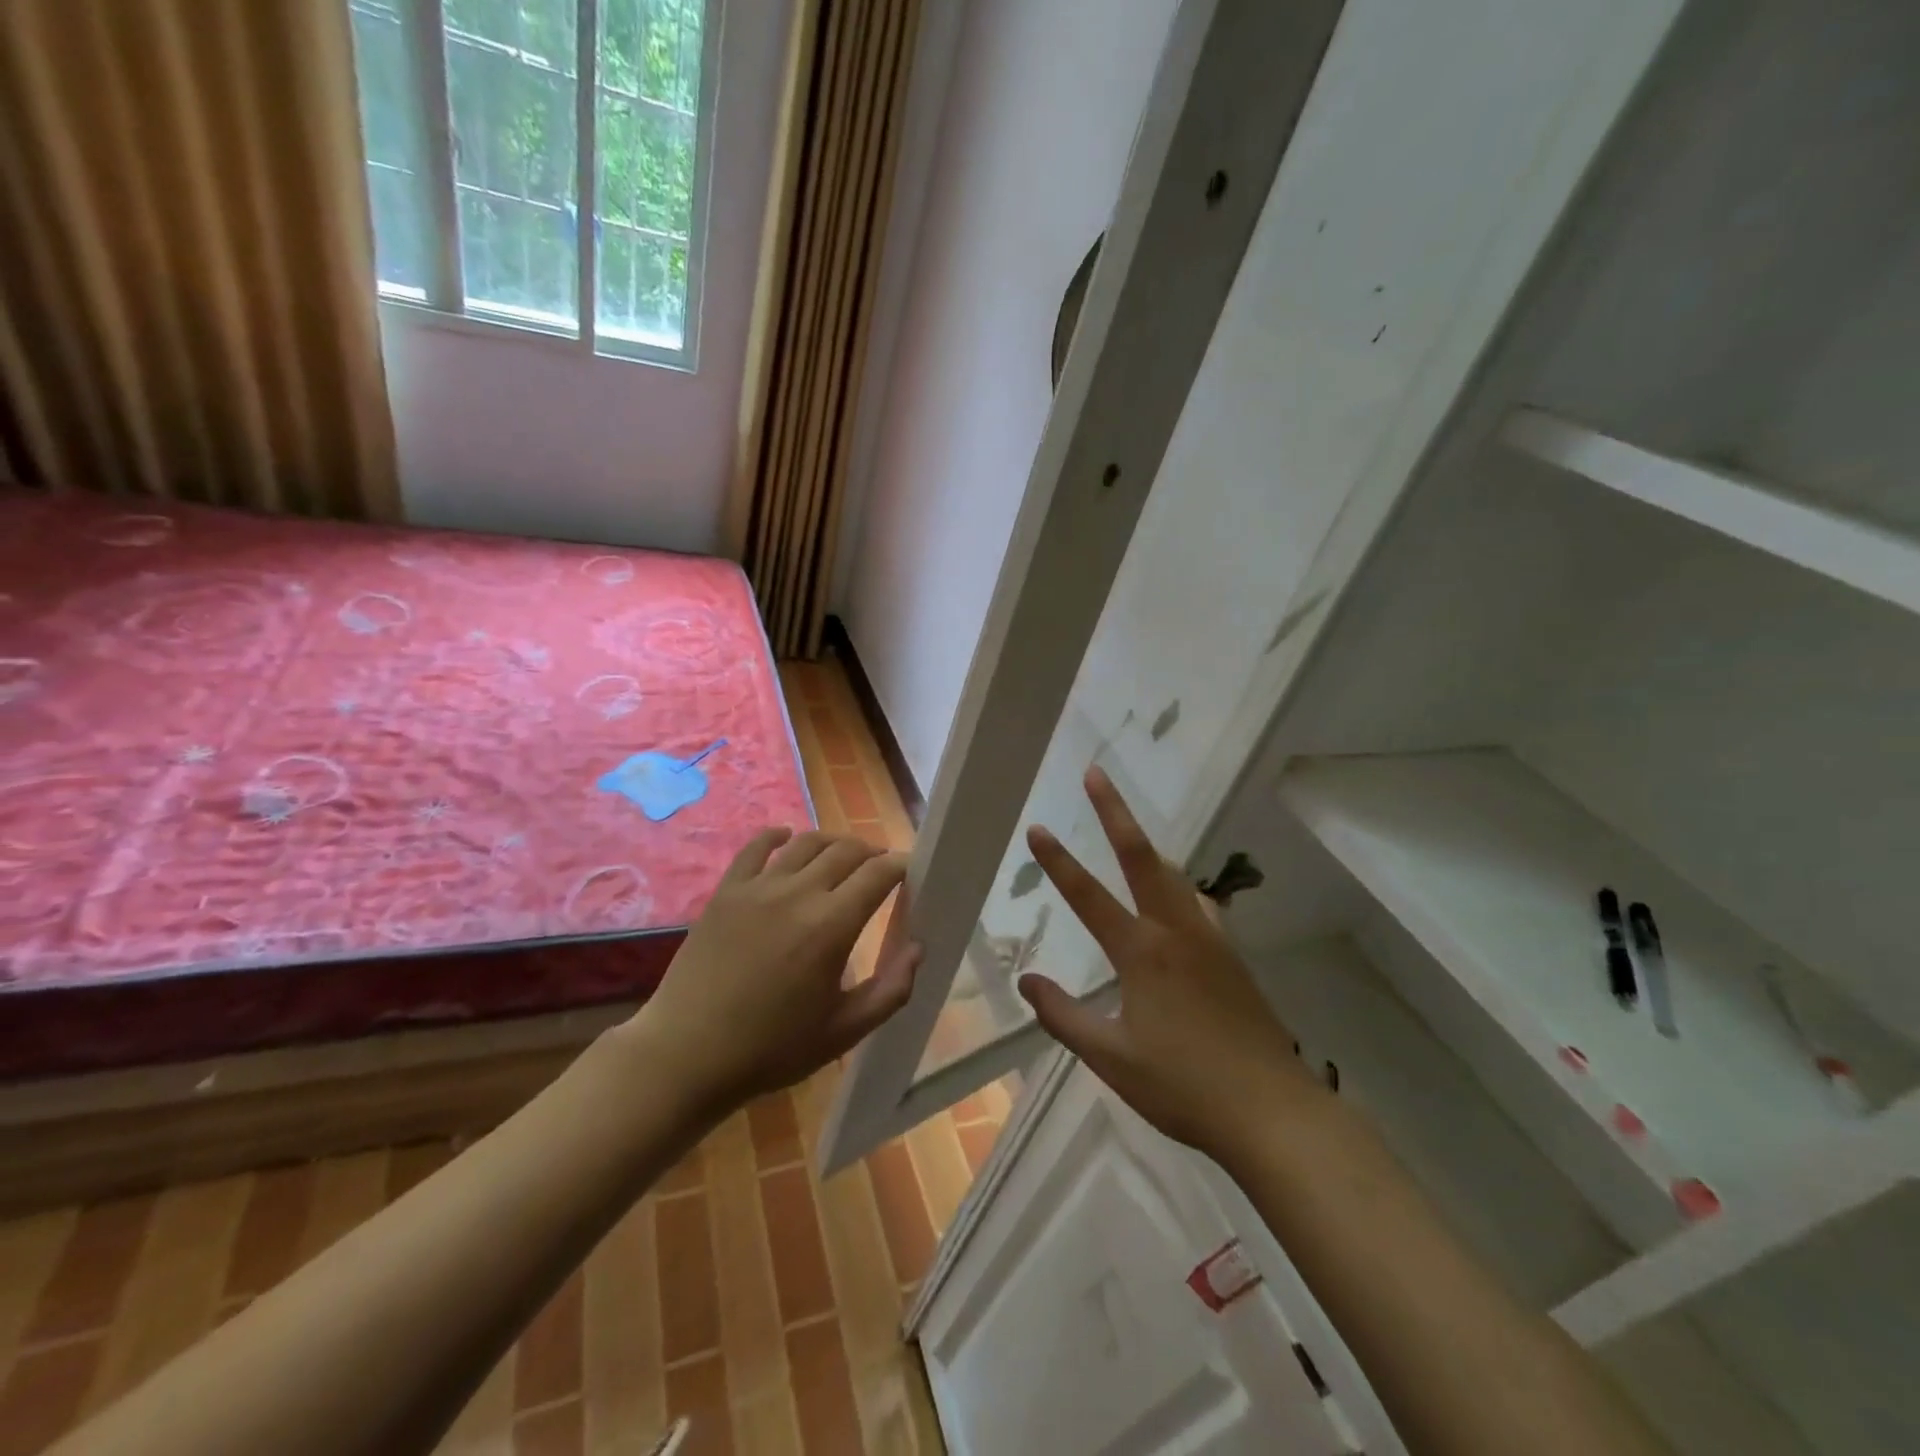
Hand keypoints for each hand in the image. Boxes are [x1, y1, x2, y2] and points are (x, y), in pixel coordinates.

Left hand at [633, 828, 920, 1113]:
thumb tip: (918, 948)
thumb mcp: (843, 1031)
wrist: (687, 1055)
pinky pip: (756, 847)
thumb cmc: (772, 1048)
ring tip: (843, 856)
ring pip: (806, 841)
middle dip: (871, 853)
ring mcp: (758, 887)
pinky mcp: (726, 890)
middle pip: (846, 850)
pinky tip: (787, 838)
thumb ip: (890, 990)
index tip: (909, 873)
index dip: (900, 866)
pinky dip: (777, 835)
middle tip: (879, 869)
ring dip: (833, 842)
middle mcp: (798, 893)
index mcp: (832, 925)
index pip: (878, 873)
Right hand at [1018, 768, 1321, 1163]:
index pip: (1089, 896)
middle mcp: (1176, 932)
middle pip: (1142, 857)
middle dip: (1115, 812)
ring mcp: (1210, 941)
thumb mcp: (1111, 1058)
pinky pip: (1199, 905)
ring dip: (1148, 847)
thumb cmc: (1183, 1086)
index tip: (1037, 828)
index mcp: (1142, 953)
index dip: (1058, 861)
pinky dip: (1178, 887)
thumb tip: (1026, 981)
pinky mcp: (1232, 957)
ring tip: (1129, 833)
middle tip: (1096, 774)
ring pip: (1175, 876)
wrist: (1272, 1111)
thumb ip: (1064, 1016)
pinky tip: (1180, 901)